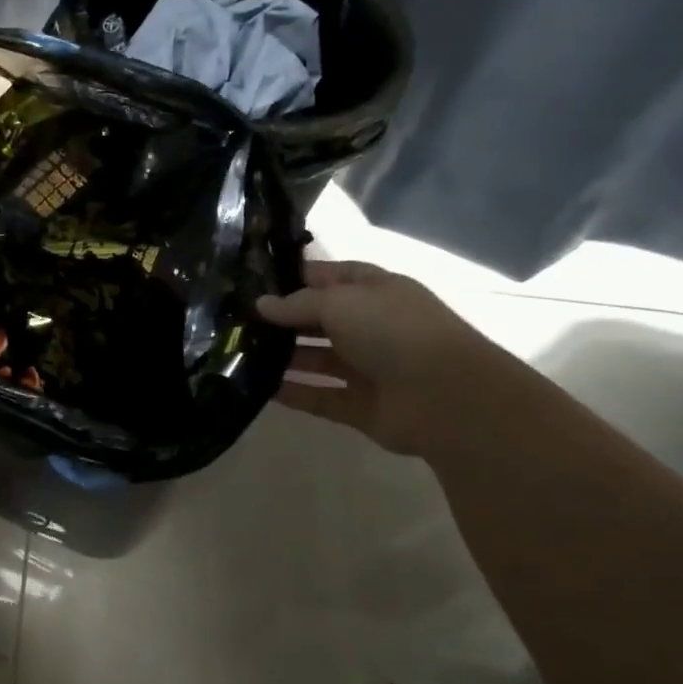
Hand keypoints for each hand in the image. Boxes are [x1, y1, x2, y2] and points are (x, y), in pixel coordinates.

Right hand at [257, 260, 501, 458]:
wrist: (445, 397)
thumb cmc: (393, 331)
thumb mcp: (340, 302)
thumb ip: (297, 304)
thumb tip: (261, 304)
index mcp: (375, 292)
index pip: (331, 277)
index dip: (296, 277)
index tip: (254, 282)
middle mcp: (371, 327)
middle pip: (320, 319)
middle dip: (283, 319)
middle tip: (237, 320)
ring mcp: (368, 368)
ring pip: (317, 359)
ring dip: (283, 357)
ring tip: (240, 353)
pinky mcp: (361, 407)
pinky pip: (320, 397)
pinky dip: (293, 393)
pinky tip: (258, 388)